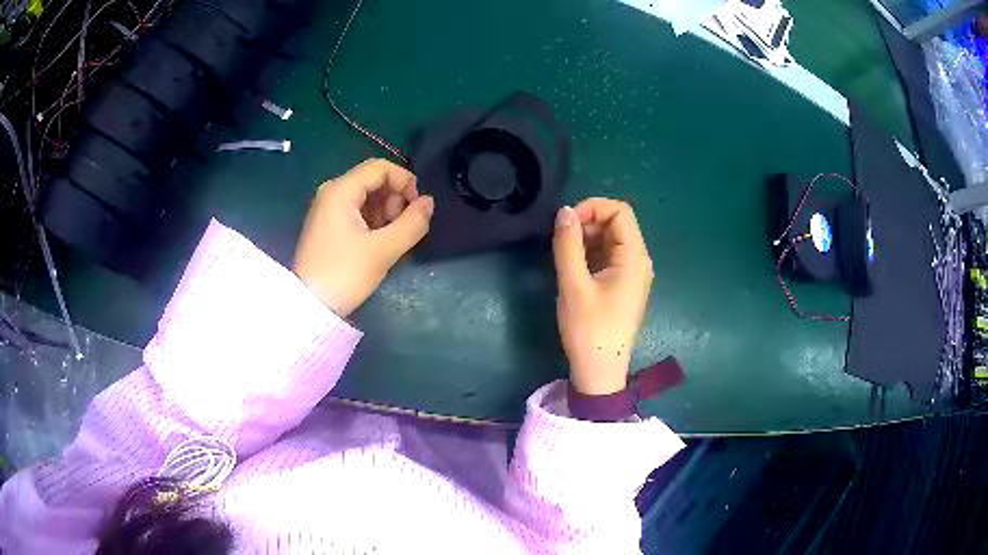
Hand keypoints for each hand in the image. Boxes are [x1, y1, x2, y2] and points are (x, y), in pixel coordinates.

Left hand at [293, 159, 433, 316]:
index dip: (405, 181)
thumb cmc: (344, 274)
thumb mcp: (383, 250)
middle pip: (373, 180)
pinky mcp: (328, 225)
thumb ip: (412, 223)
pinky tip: (379, 242)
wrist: (309, 305)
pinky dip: (373, 220)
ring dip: (386, 211)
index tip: (418, 207)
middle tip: (403, 227)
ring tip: (392, 238)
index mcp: (341, 190)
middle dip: (395, 198)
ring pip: (366, 196)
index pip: (381, 168)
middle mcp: (332, 192)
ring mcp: (327, 209)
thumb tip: (429, 202)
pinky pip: (357, 211)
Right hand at [553, 198, 653, 394]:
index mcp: (634, 258)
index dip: (592, 208)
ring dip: (585, 239)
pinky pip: (606, 256)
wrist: (599, 371)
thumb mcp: (573, 285)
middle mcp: (638, 261)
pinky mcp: (620, 285)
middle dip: (587, 223)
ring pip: (609, 239)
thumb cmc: (589, 330)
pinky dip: (588, 253)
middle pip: (615, 223)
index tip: (566, 223)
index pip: (620, 212)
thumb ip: (567, 245)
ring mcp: (630, 274)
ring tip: (562, 254)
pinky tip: (571, 267)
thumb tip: (564, 211)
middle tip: (560, 240)